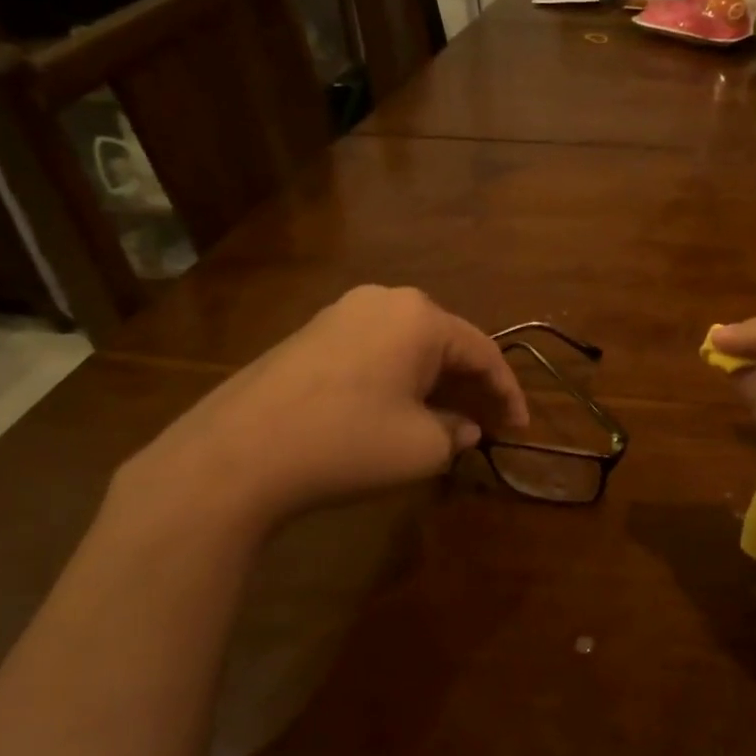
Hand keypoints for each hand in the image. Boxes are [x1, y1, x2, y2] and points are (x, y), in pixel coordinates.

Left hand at [117, 286, 527, 537]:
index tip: (520, 428)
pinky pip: (374, 350)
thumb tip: (463, 427)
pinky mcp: (310, 334)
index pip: (483, 351)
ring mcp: (341, 313)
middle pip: (445, 342)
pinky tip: (397, 408)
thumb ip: (456, 432)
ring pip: (408, 345)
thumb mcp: (421, 447)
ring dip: (434, 381)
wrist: (236, 454)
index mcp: (420, 317)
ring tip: (447, 418)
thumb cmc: (347, 442)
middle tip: (488, 422)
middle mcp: (384, 301)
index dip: (508, 392)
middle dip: (471, 384)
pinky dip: (397, 378)